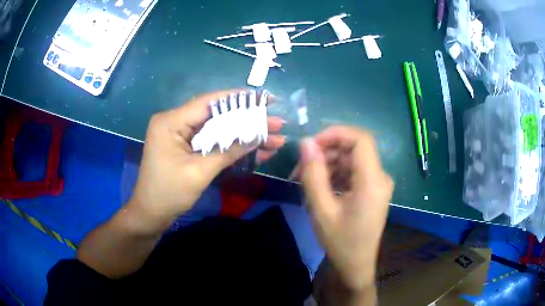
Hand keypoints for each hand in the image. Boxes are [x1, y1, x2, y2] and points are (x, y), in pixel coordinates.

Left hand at [128, 89, 285, 230]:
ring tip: (275, 140)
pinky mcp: (186, 147)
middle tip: (277, 124)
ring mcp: (181, 135)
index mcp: (171, 121)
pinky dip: (233, 147)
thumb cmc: (169, 193)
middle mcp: (175, 122)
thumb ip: (228, 151)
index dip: (240, 99)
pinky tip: (256, 151)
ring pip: (218, 130)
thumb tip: (258, 135)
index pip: (209, 102)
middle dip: (249, 121)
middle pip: (217, 116)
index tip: (266, 99)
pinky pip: (213, 142)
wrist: (151, 214)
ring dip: (245, 136)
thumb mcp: (199, 172)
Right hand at [299, 126, 393, 290]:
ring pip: (352, 159)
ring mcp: (378, 183)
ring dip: (328, 164)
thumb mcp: (321, 209)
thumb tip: (306, 143)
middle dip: (326, 152)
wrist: (355, 265)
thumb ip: (313, 173)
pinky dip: (335, 174)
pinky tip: (320, 186)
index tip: (311, 145)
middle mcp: (380, 177)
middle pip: (354, 149)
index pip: (360, 139)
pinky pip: (354, 172)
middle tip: (301, 167)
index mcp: (373, 181)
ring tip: (305, 179)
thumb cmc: (340, 241)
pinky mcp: (373, 190)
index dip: (335, 134)